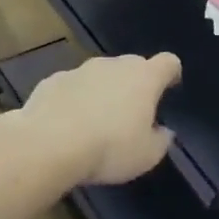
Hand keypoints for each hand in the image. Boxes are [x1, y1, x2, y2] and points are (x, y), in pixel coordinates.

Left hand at [16, 52, 181, 185]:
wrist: (48, 144)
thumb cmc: (109, 148)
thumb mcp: (147, 156)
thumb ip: (160, 140)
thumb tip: (163, 131)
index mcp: (144, 77)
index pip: (168, 62)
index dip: (171, 74)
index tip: (169, 88)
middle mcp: (114, 65)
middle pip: (132, 66)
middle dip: (134, 85)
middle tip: (131, 114)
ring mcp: (80, 70)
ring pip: (100, 75)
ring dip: (103, 92)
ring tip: (96, 123)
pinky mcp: (52, 80)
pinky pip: (72, 87)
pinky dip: (74, 100)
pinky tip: (67, 125)